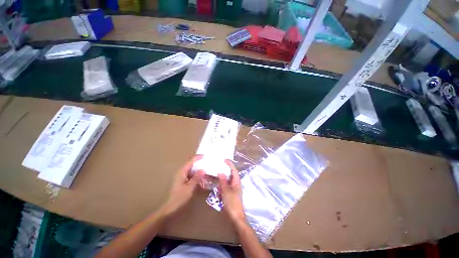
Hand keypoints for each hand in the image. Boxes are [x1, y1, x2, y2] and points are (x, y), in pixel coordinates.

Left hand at [161, 156, 204, 216]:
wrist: (172, 206)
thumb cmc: (180, 197)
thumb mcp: (190, 188)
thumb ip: (196, 178)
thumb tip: (203, 169)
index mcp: (181, 173)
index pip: (190, 162)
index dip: (197, 158)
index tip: (205, 155)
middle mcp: (181, 173)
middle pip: (190, 165)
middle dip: (199, 163)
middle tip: (208, 162)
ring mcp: (181, 178)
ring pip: (191, 171)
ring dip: (198, 171)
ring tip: (207, 170)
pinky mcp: (183, 183)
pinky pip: (190, 177)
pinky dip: (196, 177)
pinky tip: (202, 179)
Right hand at [218, 160, 245, 224]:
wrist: (235, 217)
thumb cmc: (232, 203)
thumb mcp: (226, 191)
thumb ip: (223, 181)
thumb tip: (221, 172)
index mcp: (237, 183)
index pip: (234, 171)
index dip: (230, 165)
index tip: (223, 159)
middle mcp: (236, 186)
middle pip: (231, 176)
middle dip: (225, 170)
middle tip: (217, 166)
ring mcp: (233, 192)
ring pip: (227, 182)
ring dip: (222, 178)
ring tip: (214, 173)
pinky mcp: (229, 197)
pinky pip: (225, 189)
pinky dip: (220, 186)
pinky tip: (215, 185)